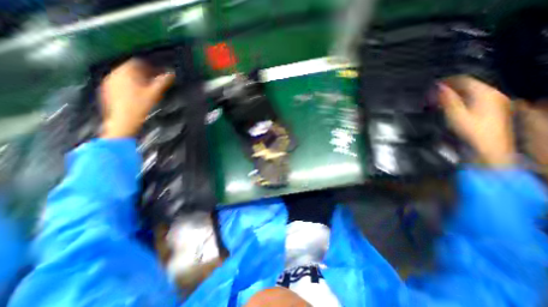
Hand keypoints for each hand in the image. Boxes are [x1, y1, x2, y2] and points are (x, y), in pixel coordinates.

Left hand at [99, 59, 172, 137]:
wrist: (123, 120)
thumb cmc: (140, 105)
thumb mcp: (155, 93)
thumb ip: (163, 81)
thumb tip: (172, 73)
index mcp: (126, 71)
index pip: (138, 62)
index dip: (151, 66)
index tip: (160, 73)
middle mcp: (114, 73)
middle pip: (131, 68)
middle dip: (144, 73)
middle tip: (155, 81)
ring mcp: (109, 82)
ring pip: (125, 75)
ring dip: (137, 78)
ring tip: (147, 87)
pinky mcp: (107, 90)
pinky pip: (120, 82)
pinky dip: (129, 84)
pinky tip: (136, 93)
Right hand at [440, 75, 516, 167]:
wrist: (487, 145)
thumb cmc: (471, 130)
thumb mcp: (455, 113)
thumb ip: (447, 99)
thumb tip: (439, 87)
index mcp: (484, 93)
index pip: (463, 80)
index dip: (446, 81)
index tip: (433, 85)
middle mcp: (491, 94)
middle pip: (466, 85)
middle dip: (448, 89)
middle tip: (433, 95)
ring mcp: (492, 101)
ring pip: (468, 92)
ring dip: (452, 95)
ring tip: (438, 101)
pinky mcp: (489, 109)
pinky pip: (471, 98)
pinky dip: (458, 100)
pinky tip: (449, 106)